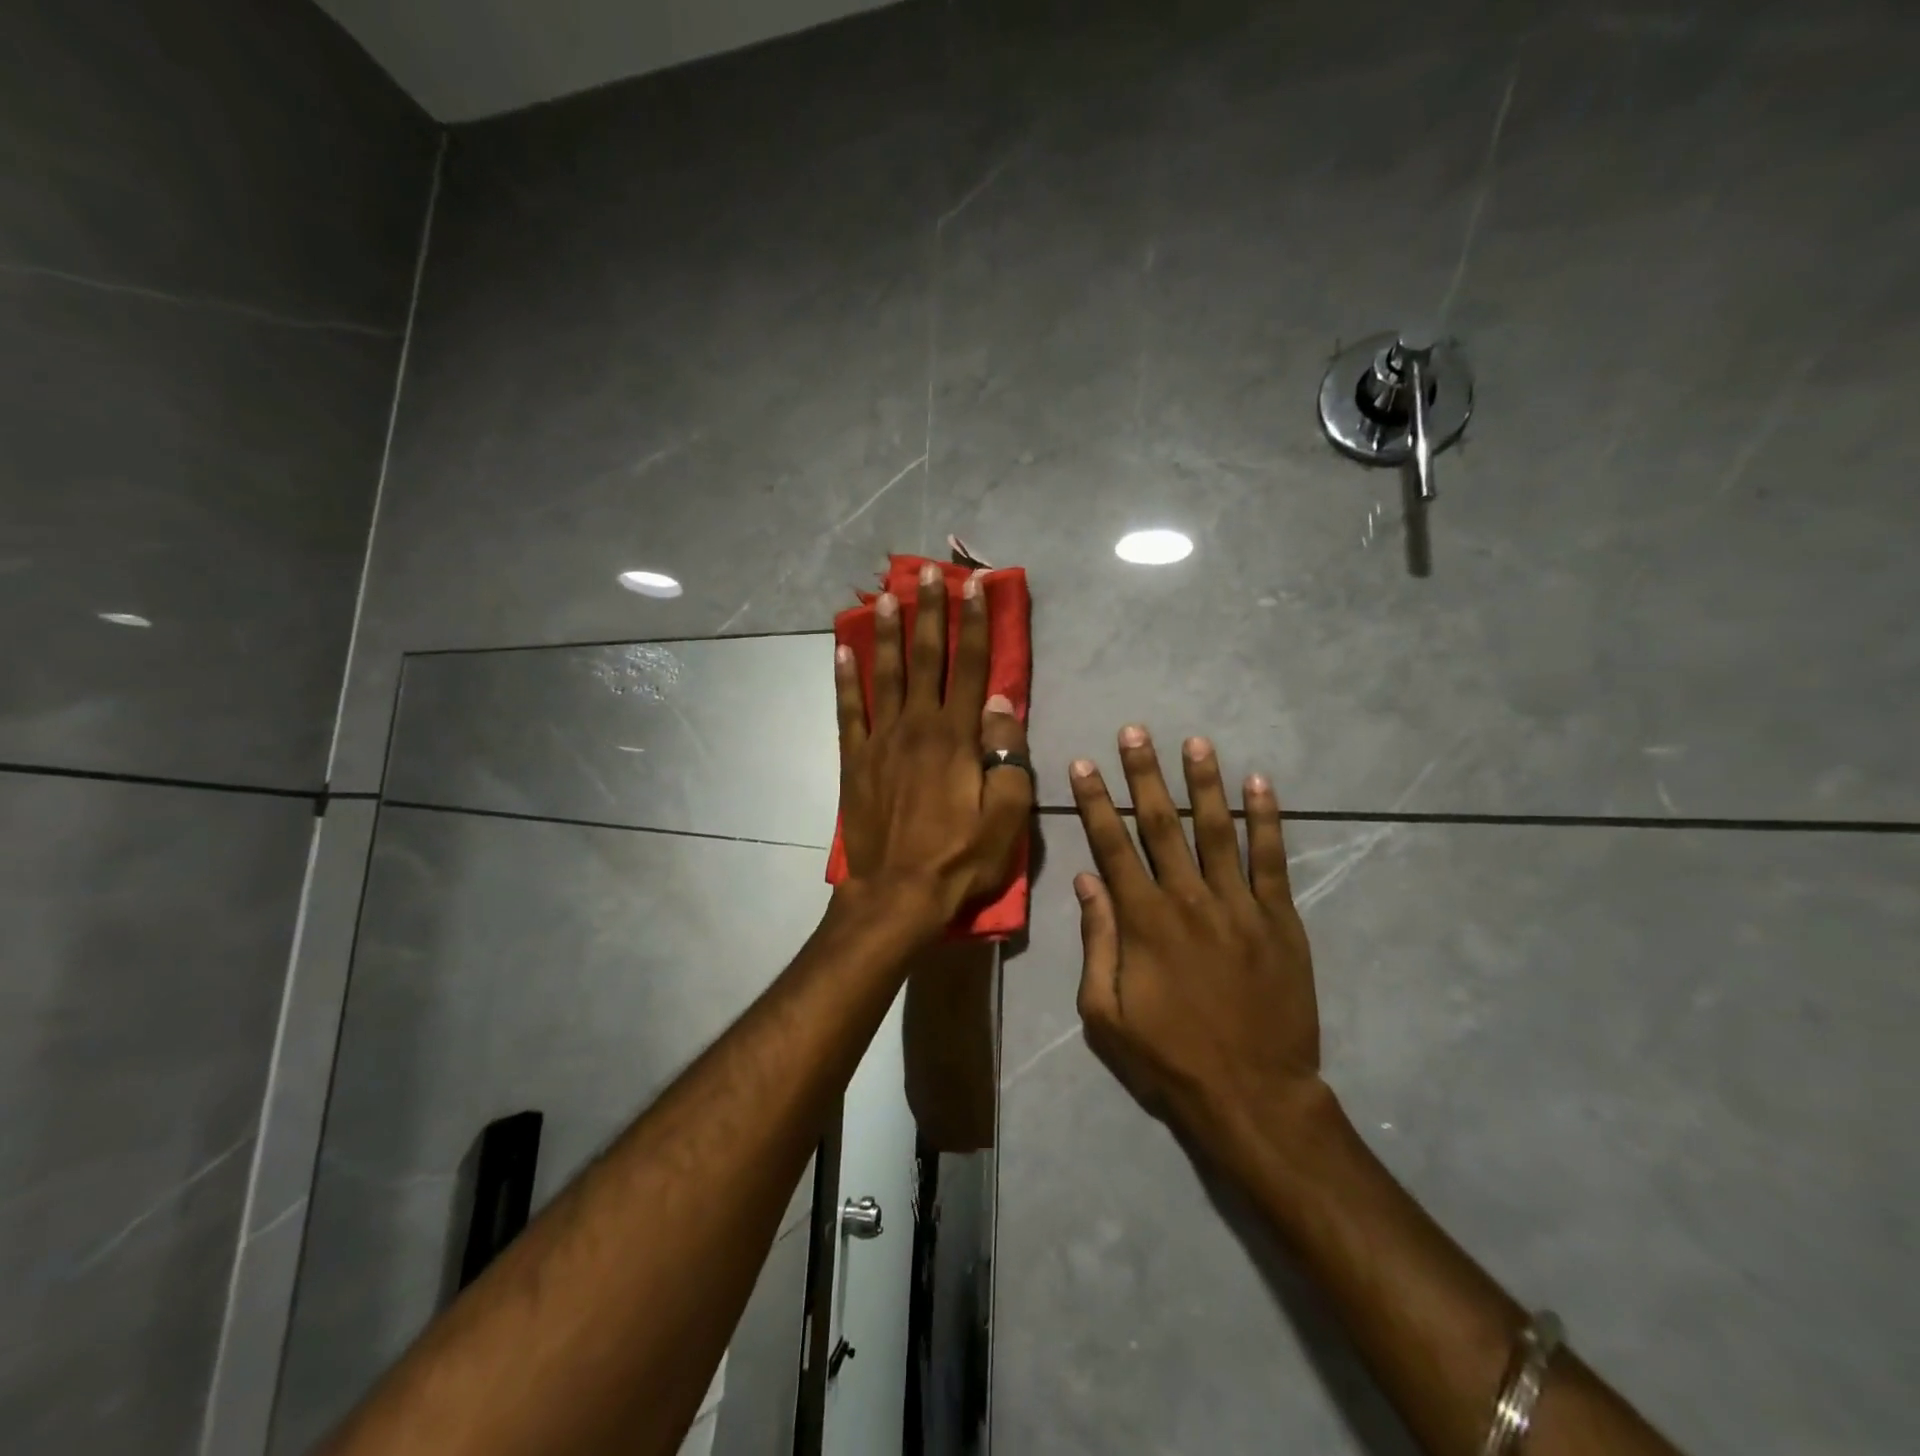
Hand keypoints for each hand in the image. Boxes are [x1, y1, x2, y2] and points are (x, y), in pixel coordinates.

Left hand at [836, 563, 1031, 934]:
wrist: (897, 894)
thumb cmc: (960, 858)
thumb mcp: (1006, 814)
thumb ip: (1008, 752)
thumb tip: (1003, 699)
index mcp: (957, 736)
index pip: (970, 666)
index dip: (975, 623)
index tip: (975, 585)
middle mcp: (917, 726)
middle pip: (925, 658)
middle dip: (928, 611)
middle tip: (926, 572)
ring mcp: (880, 741)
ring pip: (884, 674)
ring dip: (885, 632)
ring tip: (884, 596)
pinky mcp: (855, 760)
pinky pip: (848, 710)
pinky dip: (845, 679)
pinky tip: (842, 650)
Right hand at [1069, 727, 1330, 1167]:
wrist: (1254, 1094)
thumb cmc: (1169, 1057)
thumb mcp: (1105, 1012)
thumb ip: (1096, 941)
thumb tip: (1086, 881)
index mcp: (1142, 921)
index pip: (1112, 846)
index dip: (1095, 802)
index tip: (1085, 764)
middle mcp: (1187, 899)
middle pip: (1161, 824)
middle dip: (1145, 775)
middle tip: (1136, 732)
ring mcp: (1238, 905)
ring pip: (1217, 829)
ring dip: (1204, 783)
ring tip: (1195, 742)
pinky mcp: (1279, 919)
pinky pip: (1271, 859)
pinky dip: (1267, 819)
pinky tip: (1260, 784)